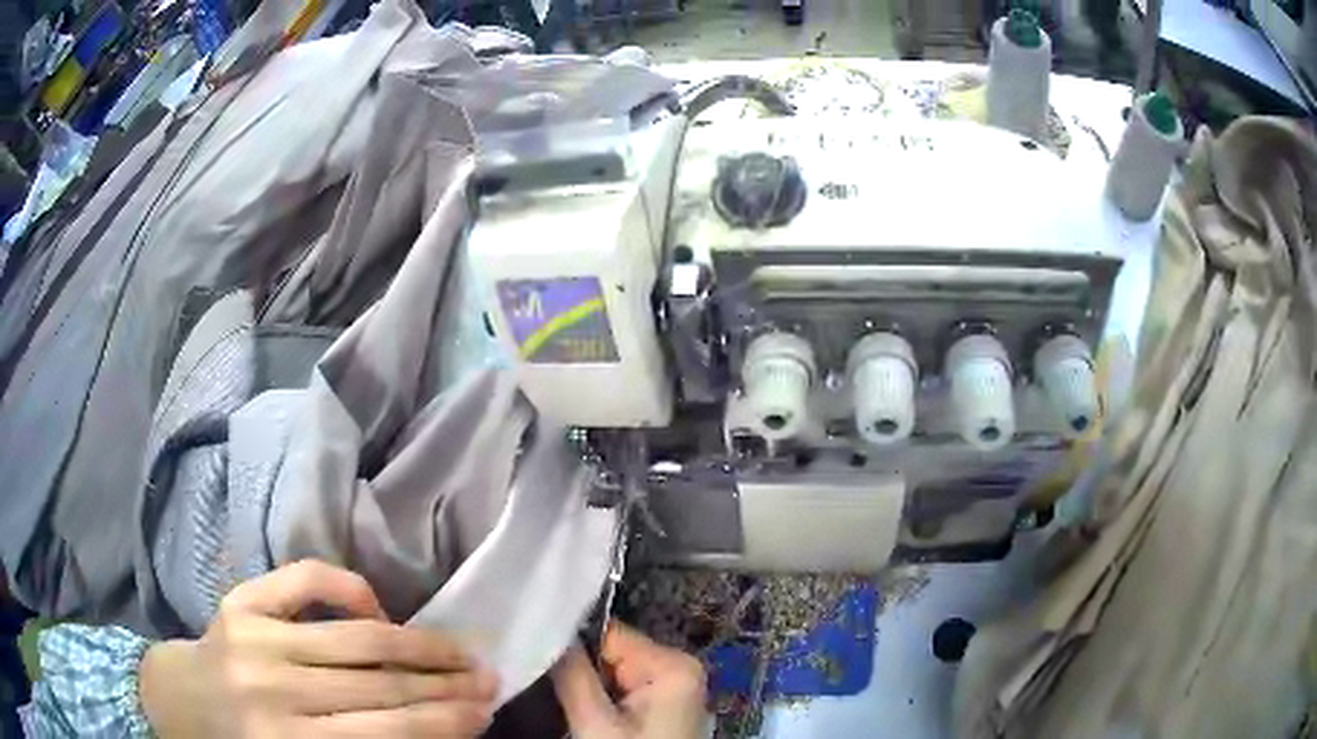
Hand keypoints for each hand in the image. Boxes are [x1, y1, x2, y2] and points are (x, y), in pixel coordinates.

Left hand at [140, 560, 497, 737]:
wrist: (182, 702)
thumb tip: (431, 733)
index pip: (388, 732)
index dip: (444, 723)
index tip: (487, 713)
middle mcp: (272, 689)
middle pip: (379, 685)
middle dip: (445, 685)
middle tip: (490, 679)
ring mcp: (254, 636)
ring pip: (355, 637)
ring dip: (419, 645)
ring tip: (461, 650)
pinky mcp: (241, 599)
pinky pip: (306, 581)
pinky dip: (350, 588)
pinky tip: (379, 608)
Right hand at [552, 622, 707, 738]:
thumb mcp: (596, 724)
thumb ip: (573, 676)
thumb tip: (550, 634)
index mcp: (672, 665)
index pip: (610, 635)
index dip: (574, 647)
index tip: (539, 656)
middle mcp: (678, 668)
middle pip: (612, 653)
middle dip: (583, 672)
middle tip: (550, 688)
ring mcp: (673, 688)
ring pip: (614, 673)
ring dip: (590, 688)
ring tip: (569, 705)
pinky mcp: (664, 706)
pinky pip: (624, 690)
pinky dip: (603, 701)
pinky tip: (589, 715)